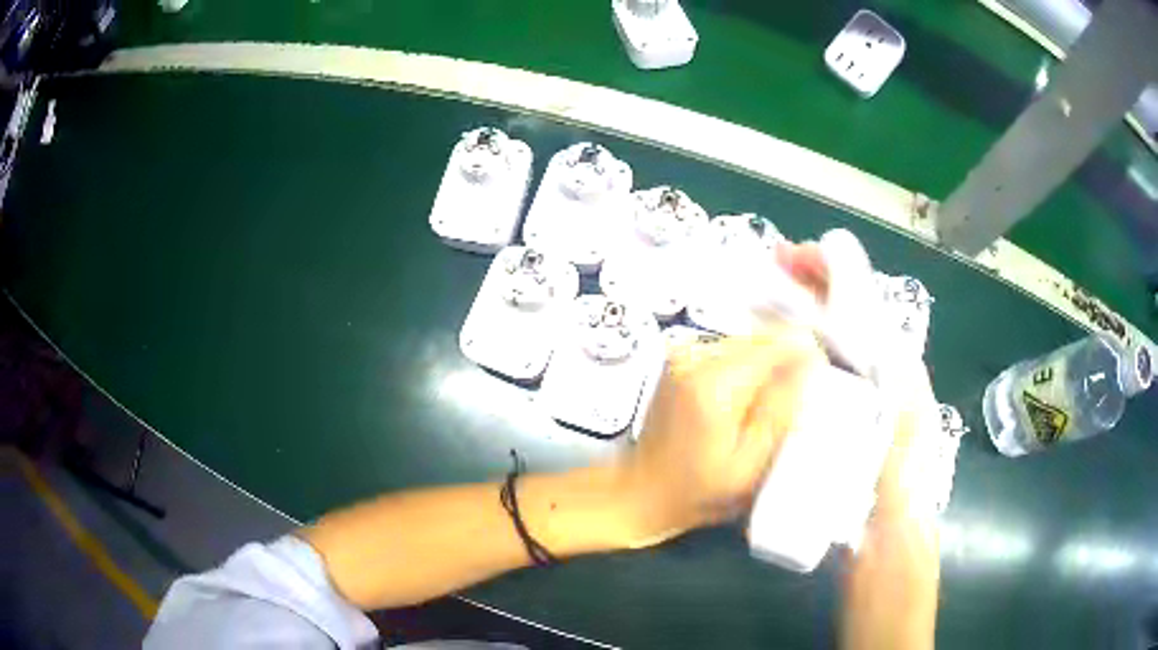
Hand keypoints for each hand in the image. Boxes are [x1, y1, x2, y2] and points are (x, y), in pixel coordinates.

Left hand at [619, 326, 823, 545]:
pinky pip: (730, 350)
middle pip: (764, 336)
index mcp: (715, 382)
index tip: (817, 384)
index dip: (806, 357)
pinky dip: (746, 370)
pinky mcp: (680, 358)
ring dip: (767, 366)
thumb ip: (781, 410)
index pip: (779, 341)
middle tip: (792, 404)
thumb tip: (810, 359)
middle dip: (787, 362)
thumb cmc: (696, 491)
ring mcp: (684, 353)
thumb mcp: (749, 465)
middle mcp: (696, 355)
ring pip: (749, 341)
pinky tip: (744, 403)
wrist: (640, 491)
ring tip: (766, 408)